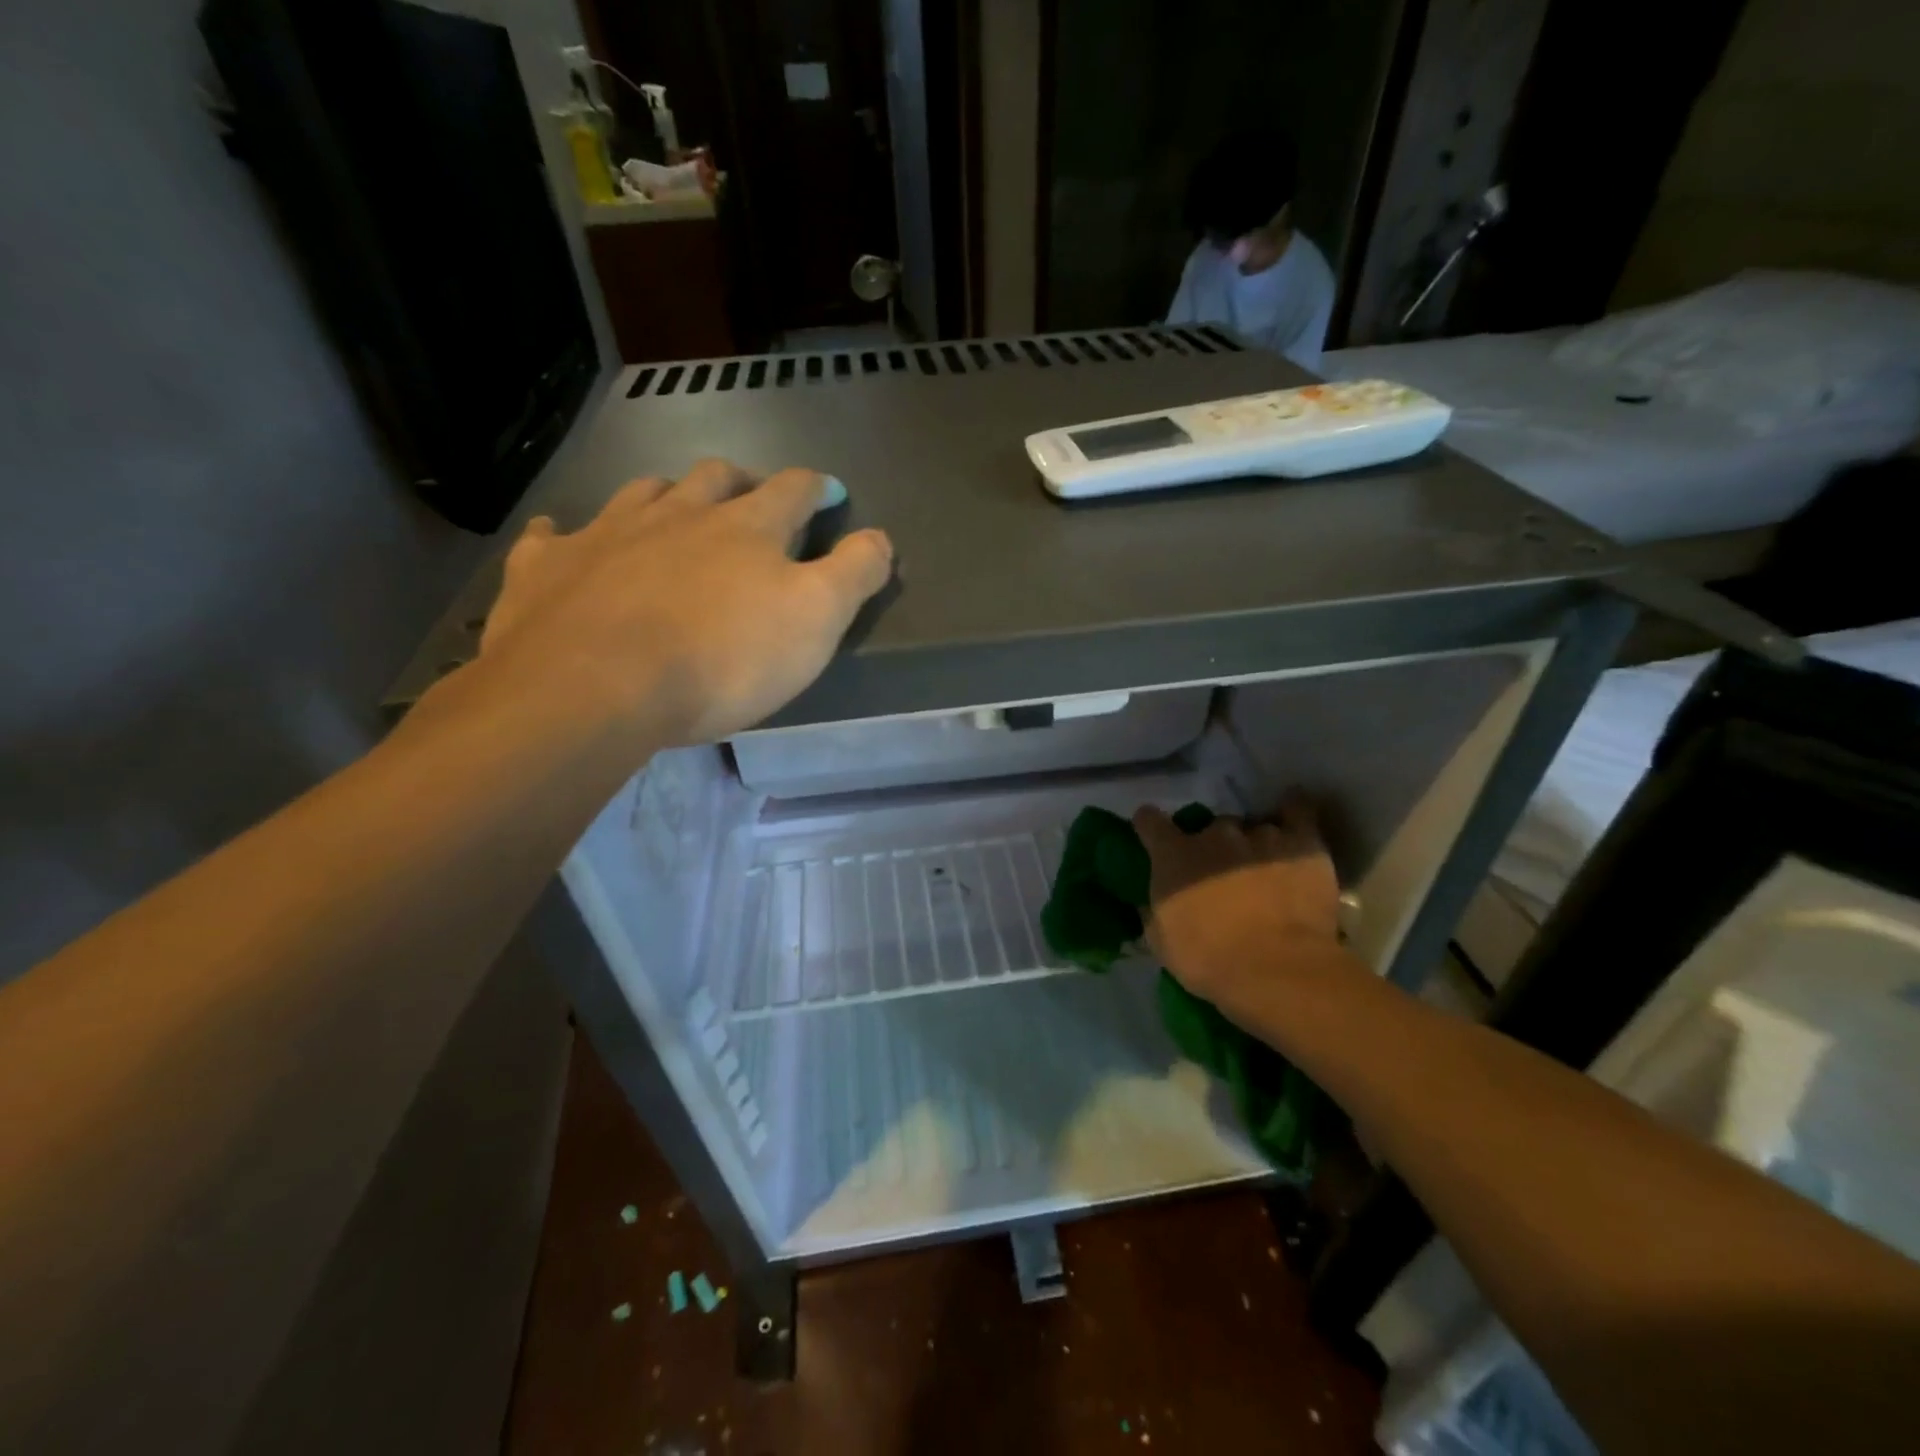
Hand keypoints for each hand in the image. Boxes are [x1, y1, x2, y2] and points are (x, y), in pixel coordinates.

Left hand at [473, 459, 892, 747]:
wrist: (595, 686)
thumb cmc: (722, 659)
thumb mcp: (815, 620)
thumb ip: (854, 574)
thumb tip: (882, 538)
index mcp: (745, 528)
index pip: (792, 491)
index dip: (816, 487)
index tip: (828, 490)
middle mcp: (677, 514)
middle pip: (714, 478)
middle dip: (738, 481)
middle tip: (748, 495)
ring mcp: (606, 534)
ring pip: (640, 494)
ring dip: (663, 495)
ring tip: (670, 507)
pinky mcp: (548, 569)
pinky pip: (552, 537)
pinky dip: (564, 534)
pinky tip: (562, 538)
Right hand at [1133, 799, 1343, 1019]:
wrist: (1276, 970)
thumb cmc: (1208, 960)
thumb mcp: (1162, 940)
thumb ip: (1156, 909)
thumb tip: (1153, 902)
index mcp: (1173, 854)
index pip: (1149, 820)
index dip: (1152, 827)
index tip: (1157, 839)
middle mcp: (1214, 834)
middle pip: (1211, 828)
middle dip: (1214, 848)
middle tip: (1223, 876)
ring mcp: (1260, 834)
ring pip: (1252, 827)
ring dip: (1253, 845)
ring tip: (1265, 870)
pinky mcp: (1301, 842)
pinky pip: (1298, 811)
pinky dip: (1294, 811)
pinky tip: (1294, 815)